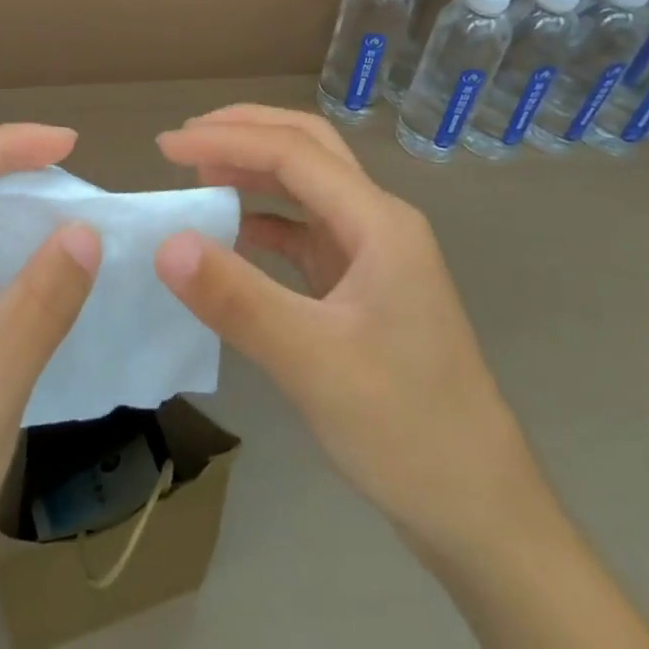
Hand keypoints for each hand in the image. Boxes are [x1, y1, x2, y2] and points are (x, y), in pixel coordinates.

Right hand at [153, 105, 648, 647]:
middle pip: (308, 147)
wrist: (482, 515)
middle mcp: (379, 222)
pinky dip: (264, 219)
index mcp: (378, 222)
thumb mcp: (313, 363)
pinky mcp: (363, 285)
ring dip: (254, 169)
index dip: (225, 140)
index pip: (292, 152)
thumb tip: (166, 243)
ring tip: (199, 173)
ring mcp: (374, 253)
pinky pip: (306, 230)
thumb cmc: (407, 430)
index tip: (166, 147)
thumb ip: (237, 298)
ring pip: (308, 185)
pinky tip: (232, 232)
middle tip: (185, 140)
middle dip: (245, 132)